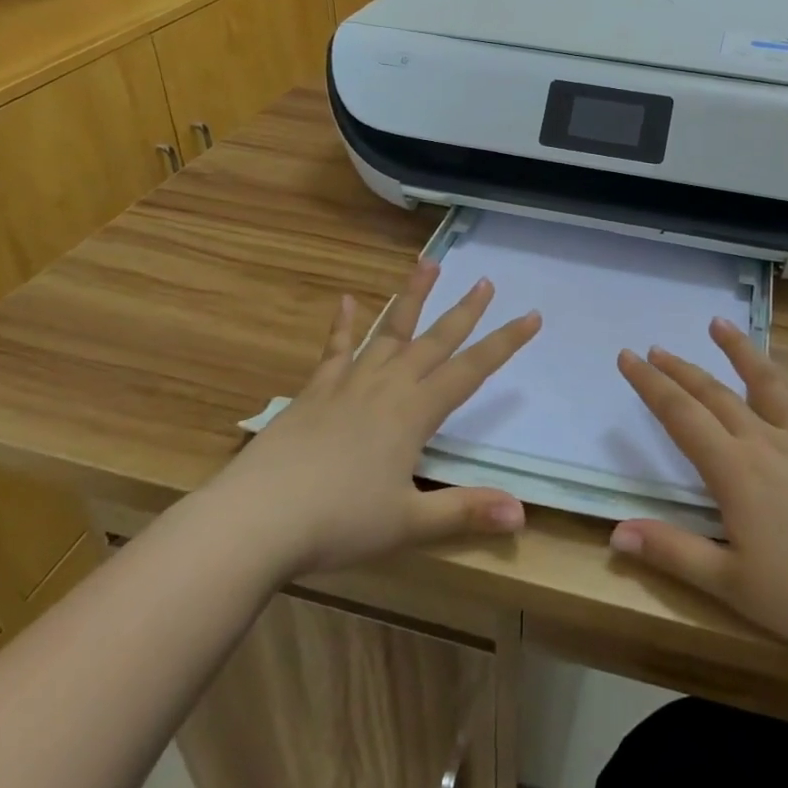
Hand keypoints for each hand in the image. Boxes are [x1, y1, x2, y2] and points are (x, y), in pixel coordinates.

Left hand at [233, 262, 540, 574]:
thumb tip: (522, 514)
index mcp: (414, 413)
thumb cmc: (337, 523)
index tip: (531, 316)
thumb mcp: (407, 524)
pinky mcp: (314, 391)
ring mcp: (348, 383)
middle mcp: (387, 387)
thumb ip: (464, 513)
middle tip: (485, 280)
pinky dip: (343, 324)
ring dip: (411, 297)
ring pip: (389, 331)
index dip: (504, 343)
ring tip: (427, 262)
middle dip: (464, 311)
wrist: (255, 520)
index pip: (471, 370)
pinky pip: (335, 350)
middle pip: (435, 340)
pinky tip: (346, 300)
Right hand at [608, 321, 787, 656]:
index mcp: (735, 471)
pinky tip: (779, 376)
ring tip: (718, 324)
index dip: (650, 385)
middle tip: (654, 348)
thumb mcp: (730, 584)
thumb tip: (617, 533)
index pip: (681, 415)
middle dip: (679, 369)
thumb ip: (673, 552)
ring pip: (764, 383)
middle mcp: (765, 442)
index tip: (627, 357)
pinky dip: (783, 381)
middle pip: (714, 394)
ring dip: (738, 351)